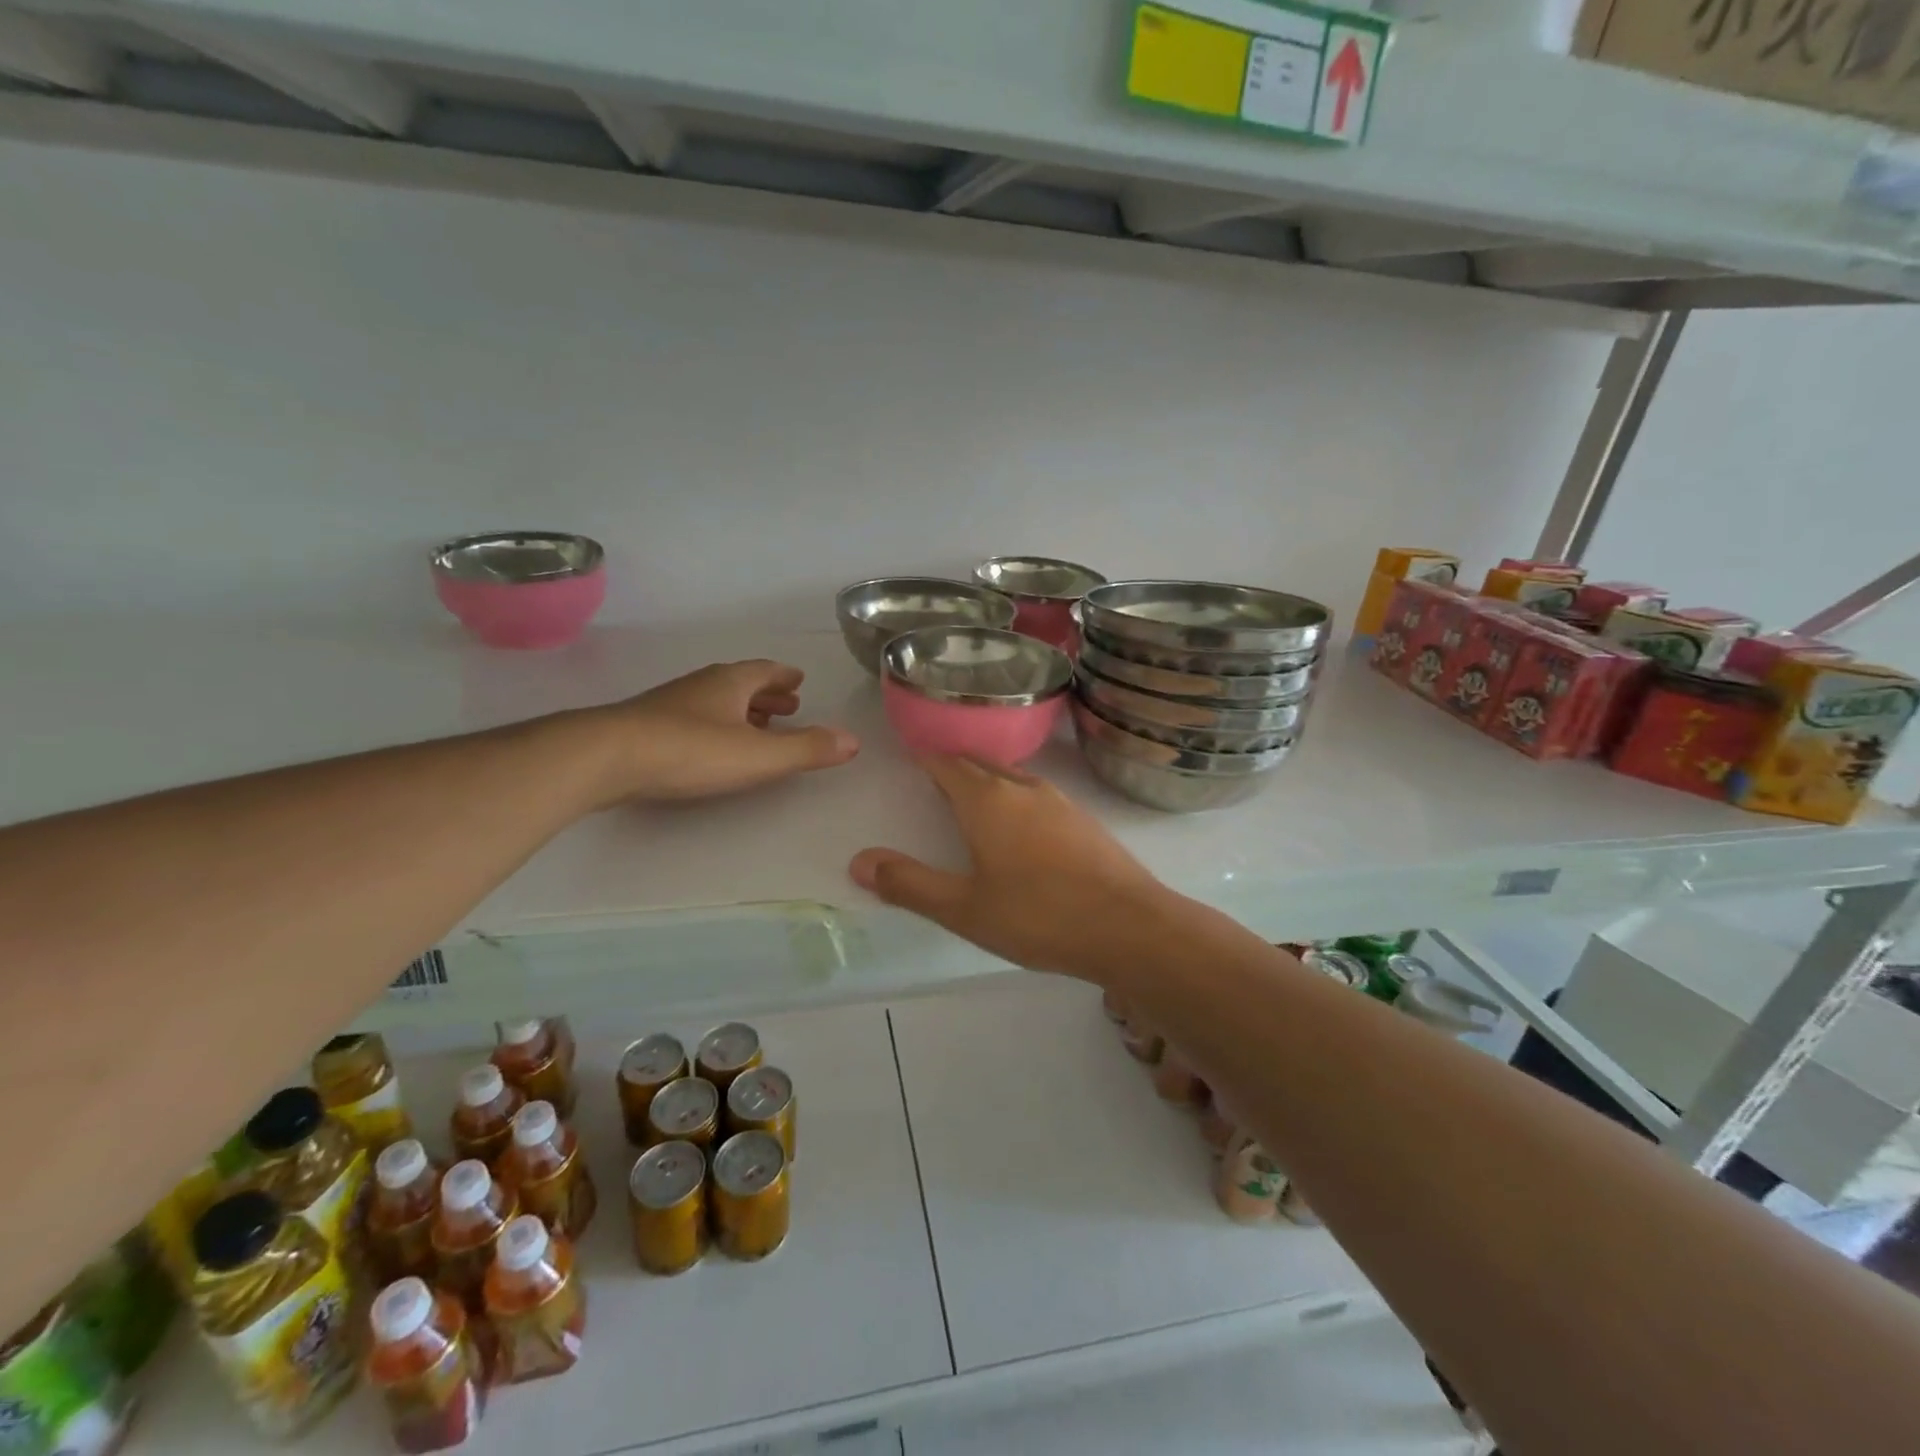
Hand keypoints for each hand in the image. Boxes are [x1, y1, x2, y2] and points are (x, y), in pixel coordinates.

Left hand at [591, 660, 858, 803]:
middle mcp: (701, 686)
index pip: (765, 671)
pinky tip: (710, 746)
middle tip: (786, 705)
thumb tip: (853, 740)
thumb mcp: (759, 754)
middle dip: (765, 694)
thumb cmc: (691, 750)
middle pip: (740, 684)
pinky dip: (713, 726)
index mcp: (730, 682)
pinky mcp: (645, 728)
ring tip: (756, 726)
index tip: (798, 681)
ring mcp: (670, 705)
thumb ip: (806, 748)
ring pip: (714, 701)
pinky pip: (692, 719)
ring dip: (739, 711)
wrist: (605, 758)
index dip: (784, 677)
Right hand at [849, 756, 1177, 979]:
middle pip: (979, 763)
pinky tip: (1021, 824)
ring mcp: (1060, 801)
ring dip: (987, 778)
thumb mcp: (963, 909)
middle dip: (954, 765)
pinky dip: (1016, 796)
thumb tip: (859, 861)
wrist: (1129, 927)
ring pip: (1012, 776)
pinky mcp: (1085, 820)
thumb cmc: (1038, 916)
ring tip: (972, 795)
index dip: (926, 758)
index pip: (947, 764)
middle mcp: (1023, 789)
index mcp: (987, 801)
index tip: (911, 755)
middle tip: (934, 774)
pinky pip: (1038, 794)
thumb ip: (910, 884)